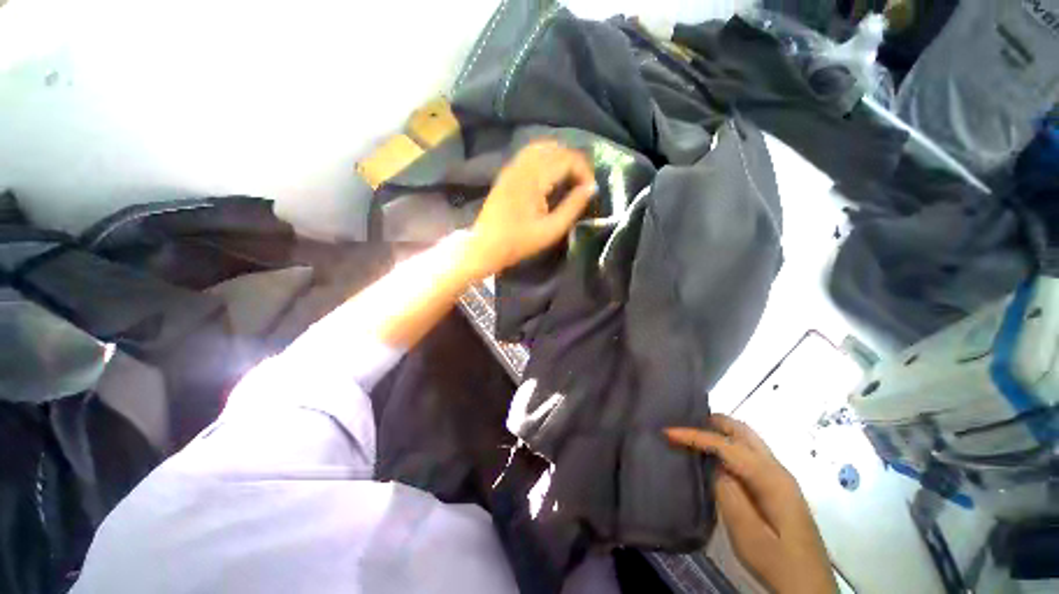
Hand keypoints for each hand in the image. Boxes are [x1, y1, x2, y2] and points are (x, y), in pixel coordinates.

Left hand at [465, 141, 595, 276]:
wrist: (485, 246)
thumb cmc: (519, 242)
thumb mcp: (551, 229)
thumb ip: (573, 206)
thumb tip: (591, 187)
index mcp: (534, 178)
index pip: (567, 159)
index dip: (584, 171)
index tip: (590, 189)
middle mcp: (522, 165)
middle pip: (556, 148)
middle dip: (574, 162)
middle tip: (582, 183)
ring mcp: (512, 167)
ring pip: (542, 147)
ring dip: (560, 158)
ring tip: (569, 178)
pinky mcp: (507, 173)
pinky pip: (530, 154)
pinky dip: (545, 158)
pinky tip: (550, 176)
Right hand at [666, 414, 835, 593]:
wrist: (808, 586)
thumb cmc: (776, 562)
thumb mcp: (746, 533)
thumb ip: (728, 493)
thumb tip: (715, 466)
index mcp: (770, 478)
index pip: (726, 446)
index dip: (695, 435)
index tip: (668, 432)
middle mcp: (777, 469)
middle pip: (743, 431)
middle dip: (712, 422)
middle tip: (684, 422)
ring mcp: (780, 477)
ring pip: (748, 439)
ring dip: (721, 431)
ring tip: (695, 435)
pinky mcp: (778, 487)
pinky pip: (750, 452)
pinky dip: (729, 444)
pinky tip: (716, 456)